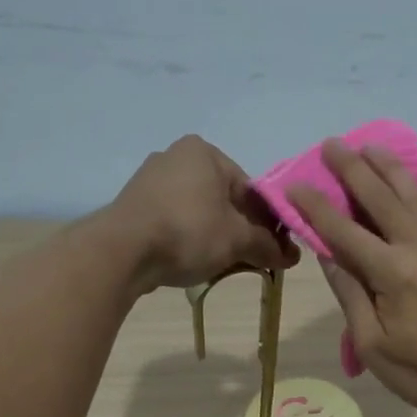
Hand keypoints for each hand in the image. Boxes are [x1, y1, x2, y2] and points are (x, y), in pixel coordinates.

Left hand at [109, 135, 297, 290]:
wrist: (123, 251)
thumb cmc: (188, 232)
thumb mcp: (238, 240)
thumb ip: (268, 245)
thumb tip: (293, 257)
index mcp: (205, 152)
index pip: (250, 189)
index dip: (267, 221)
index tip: (276, 248)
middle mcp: (176, 156)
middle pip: (224, 199)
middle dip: (241, 229)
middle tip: (253, 259)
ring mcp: (150, 180)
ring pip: (199, 211)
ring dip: (216, 236)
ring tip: (225, 264)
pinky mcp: (134, 205)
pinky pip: (175, 220)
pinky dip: (189, 238)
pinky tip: (194, 260)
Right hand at [287, 141, 416, 416]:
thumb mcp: (374, 345)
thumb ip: (351, 296)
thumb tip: (329, 256)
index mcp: (392, 273)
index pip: (344, 231)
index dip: (316, 207)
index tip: (295, 184)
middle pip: (381, 199)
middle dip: (353, 169)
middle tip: (332, 144)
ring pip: (413, 196)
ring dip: (388, 169)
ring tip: (370, 146)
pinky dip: (415, 189)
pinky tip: (407, 182)